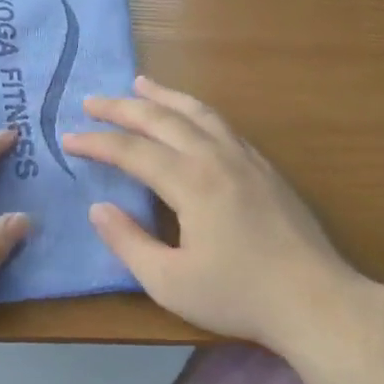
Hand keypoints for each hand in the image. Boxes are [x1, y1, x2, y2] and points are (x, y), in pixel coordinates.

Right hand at [62, 76, 366, 353]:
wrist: (316, 300)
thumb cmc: (238, 296)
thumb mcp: (169, 282)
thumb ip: (128, 242)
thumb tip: (99, 209)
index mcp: (191, 182)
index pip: (133, 151)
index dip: (97, 143)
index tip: (68, 138)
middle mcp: (217, 158)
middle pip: (163, 119)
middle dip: (123, 108)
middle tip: (92, 101)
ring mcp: (247, 160)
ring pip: (199, 113)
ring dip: (165, 96)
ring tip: (140, 83)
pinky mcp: (267, 169)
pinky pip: (224, 126)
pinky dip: (197, 112)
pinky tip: (192, 118)